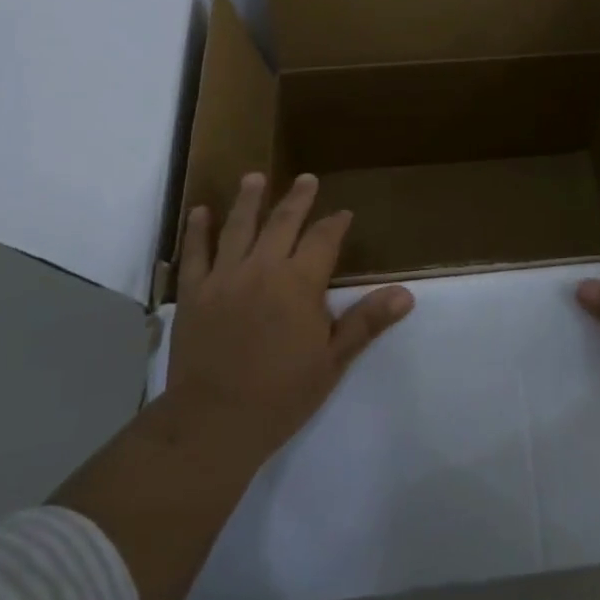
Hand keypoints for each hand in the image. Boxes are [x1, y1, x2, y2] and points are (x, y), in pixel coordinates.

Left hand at [167, 171, 414, 464]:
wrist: (214, 422)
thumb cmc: (281, 395)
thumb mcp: (333, 361)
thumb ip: (366, 321)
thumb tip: (406, 293)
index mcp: (298, 283)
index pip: (322, 239)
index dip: (334, 224)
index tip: (343, 213)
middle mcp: (262, 268)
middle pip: (282, 222)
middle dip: (298, 199)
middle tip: (305, 179)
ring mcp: (224, 277)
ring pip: (238, 227)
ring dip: (248, 200)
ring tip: (254, 178)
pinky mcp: (194, 293)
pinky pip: (196, 253)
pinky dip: (198, 230)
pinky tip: (200, 211)